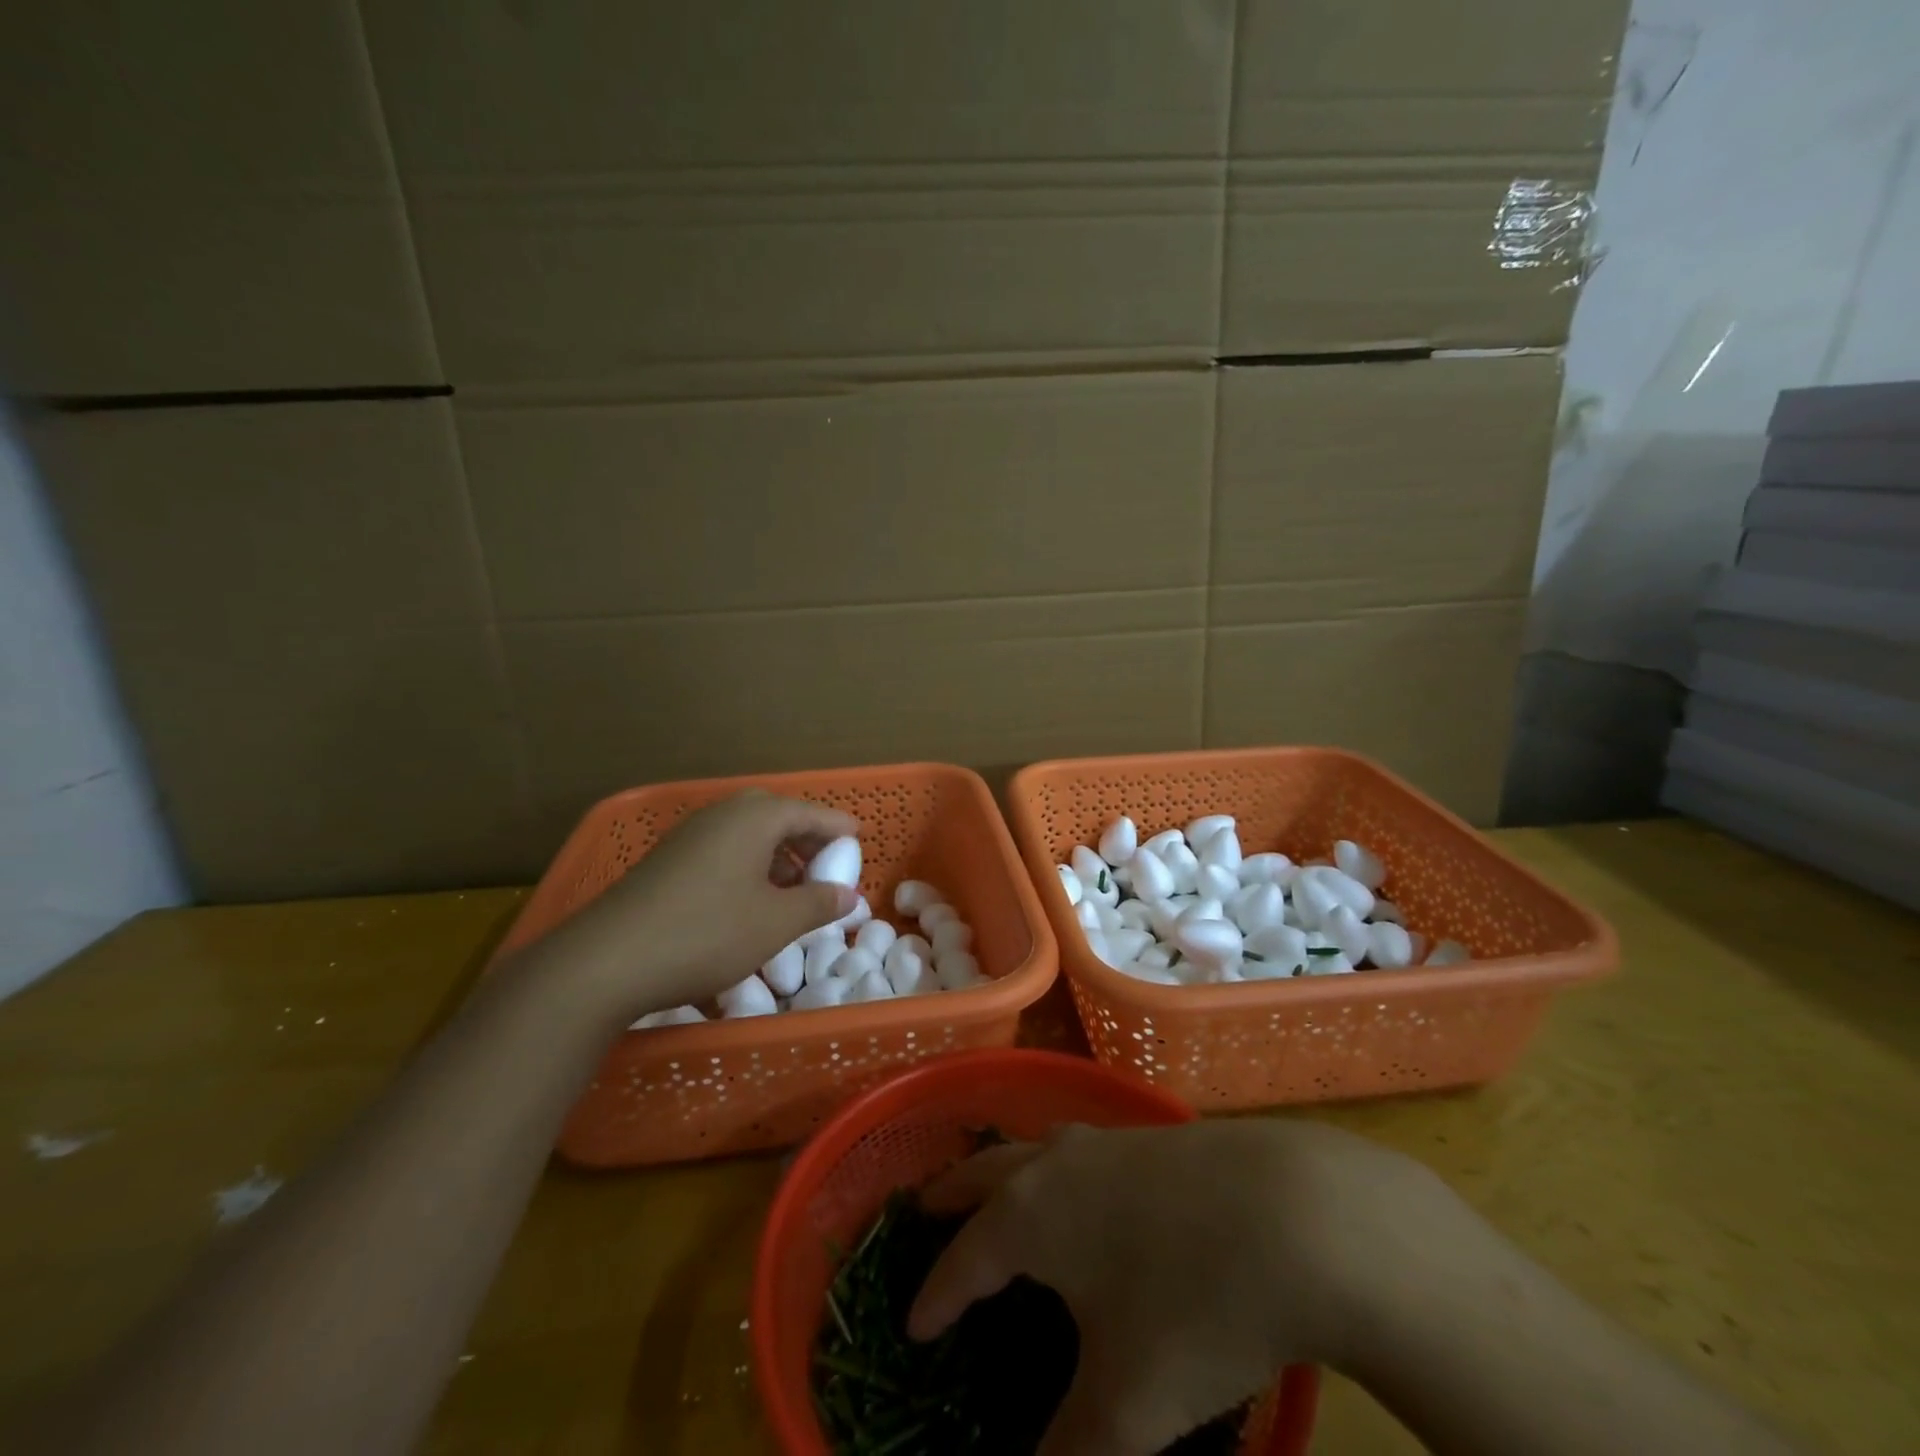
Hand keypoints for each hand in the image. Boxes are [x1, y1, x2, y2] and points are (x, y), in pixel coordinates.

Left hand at [525, 790, 858, 1024]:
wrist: (607, 960)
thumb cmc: (707, 933)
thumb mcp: (775, 923)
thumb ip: (819, 903)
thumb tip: (850, 895)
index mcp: (755, 818)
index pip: (810, 812)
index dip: (838, 828)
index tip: (859, 840)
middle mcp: (723, 814)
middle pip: (777, 816)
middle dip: (805, 838)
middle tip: (825, 865)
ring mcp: (690, 835)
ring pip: (747, 833)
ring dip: (776, 854)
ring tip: (792, 888)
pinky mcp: (668, 859)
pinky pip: (723, 849)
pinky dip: (747, 865)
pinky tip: (749, 900)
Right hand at [908, 1119, 1448, 1455]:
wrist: (1298, 1215)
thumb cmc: (1193, 1307)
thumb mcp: (1127, 1407)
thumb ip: (1069, 1453)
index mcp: (1029, 1215)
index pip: (962, 1258)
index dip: (934, 1297)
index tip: (912, 1326)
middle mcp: (1056, 1164)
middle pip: (985, 1172)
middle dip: (951, 1195)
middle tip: (925, 1210)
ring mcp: (1107, 1140)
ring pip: (1035, 1149)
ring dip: (1006, 1172)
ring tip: (1001, 1195)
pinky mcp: (1153, 1136)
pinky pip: (1082, 1149)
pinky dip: (1059, 1169)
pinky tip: (1088, 1193)